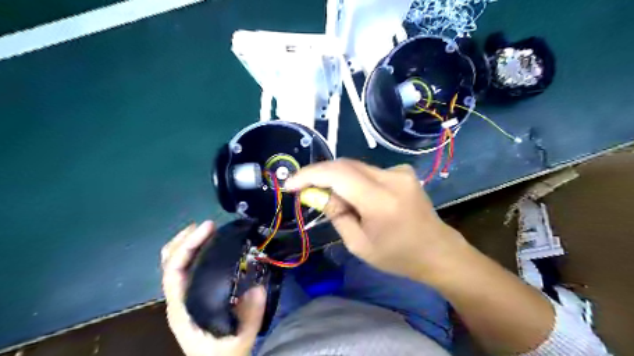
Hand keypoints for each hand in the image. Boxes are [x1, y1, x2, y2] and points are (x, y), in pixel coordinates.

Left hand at [162, 223, 264, 355]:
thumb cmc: (223, 352)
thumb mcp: (242, 334)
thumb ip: (251, 310)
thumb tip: (257, 283)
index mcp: (184, 307)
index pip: (175, 270)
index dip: (188, 245)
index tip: (208, 228)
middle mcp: (178, 298)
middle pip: (168, 261)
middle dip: (185, 238)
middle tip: (207, 225)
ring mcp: (182, 296)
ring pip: (173, 263)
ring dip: (187, 243)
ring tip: (206, 230)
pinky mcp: (190, 294)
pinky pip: (185, 267)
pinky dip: (193, 251)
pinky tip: (210, 247)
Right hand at [286, 159, 463, 280]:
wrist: (438, 251)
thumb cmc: (398, 256)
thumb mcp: (359, 245)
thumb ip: (336, 215)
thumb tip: (317, 194)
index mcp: (381, 200)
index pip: (337, 174)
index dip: (310, 175)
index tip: (290, 184)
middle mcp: (392, 178)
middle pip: (345, 165)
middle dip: (321, 176)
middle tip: (306, 192)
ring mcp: (400, 171)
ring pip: (355, 168)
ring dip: (338, 181)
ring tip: (337, 203)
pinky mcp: (403, 171)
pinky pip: (368, 172)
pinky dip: (354, 181)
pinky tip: (358, 199)